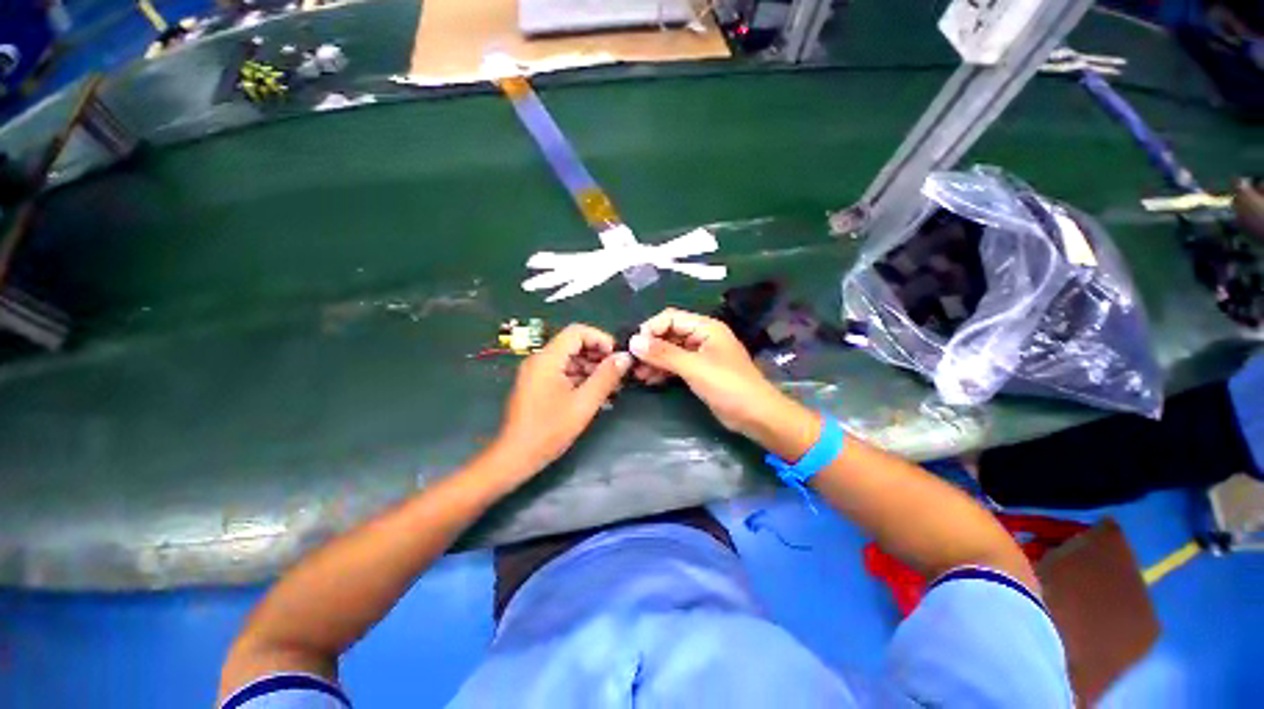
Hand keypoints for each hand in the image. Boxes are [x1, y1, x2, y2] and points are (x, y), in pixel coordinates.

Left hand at [496, 324, 631, 473]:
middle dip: (599, 357)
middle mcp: (540, 360)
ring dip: (592, 371)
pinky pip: (563, 374)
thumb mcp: (584, 403)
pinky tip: (597, 396)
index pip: (577, 332)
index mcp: (547, 359)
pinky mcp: (538, 387)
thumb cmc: (549, 430)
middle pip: (574, 346)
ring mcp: (537, 374)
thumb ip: (606, 377)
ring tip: (612, 388)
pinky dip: (581, 381)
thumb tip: (624, 357)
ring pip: (570, 361)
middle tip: (619, 374)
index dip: (601, 339)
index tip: (618, 357)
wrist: (515, 458)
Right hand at [629, 308, 800, 441]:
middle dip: (650, 347)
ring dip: (654, 360)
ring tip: (637, 374)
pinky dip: (663, 370)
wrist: (756, 416)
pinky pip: (676, 365)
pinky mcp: (699, 372)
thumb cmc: (728, 386)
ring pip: (670, 351)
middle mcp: (702, 337)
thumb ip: (664, 353)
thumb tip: (633, 341)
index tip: (633, 346)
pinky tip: (649, 380)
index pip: (670, 318)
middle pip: (669, 334)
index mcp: (705, 327)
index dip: (651, 328)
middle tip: (631, 363)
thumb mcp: (694, 368)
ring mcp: (701, 355)